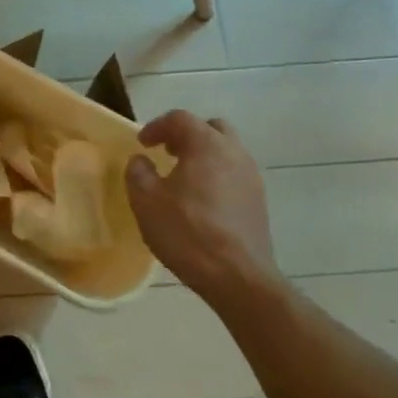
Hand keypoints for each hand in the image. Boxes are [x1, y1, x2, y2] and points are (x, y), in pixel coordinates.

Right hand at [125, 110, 282, 315]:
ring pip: (227, 151)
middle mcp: (234, 152)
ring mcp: (251, 177)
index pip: (181, 119)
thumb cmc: (188, 232)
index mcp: (207, 145)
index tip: (143, 144)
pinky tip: (202, 200)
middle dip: (187, 135)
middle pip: (211, 128)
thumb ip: (138, 172)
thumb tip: (141, 161)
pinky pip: (235, 174)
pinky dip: (217, 175)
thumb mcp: (146, 201)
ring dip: (204, 155)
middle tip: (168, 152)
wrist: (238, 277)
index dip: (157, 127)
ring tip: (183, 177)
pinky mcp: (259, 201)